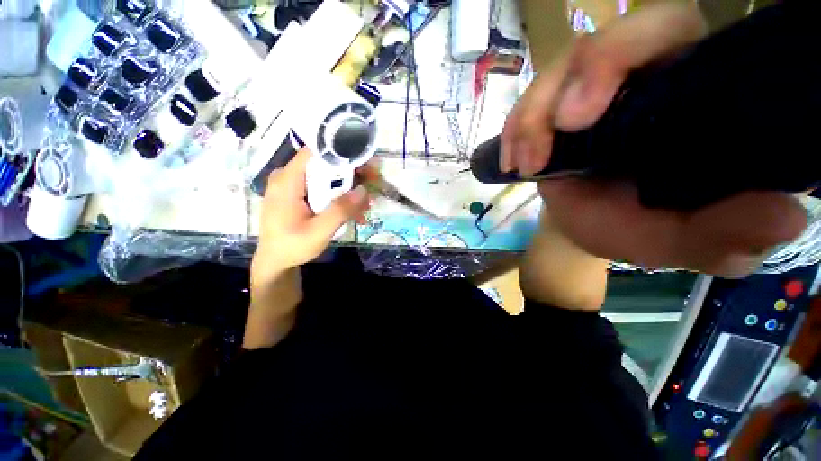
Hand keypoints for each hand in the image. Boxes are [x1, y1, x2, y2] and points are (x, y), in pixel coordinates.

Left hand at [252, 148, 369, 285]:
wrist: (275, 261)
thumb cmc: (292, 247)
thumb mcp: (319, 232)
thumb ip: (340, 210)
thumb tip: (363, 190)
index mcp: (287, 181)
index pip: (314, 153)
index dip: (341, 153)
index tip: (364, 162)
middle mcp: (289, 177)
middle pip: (324, 164)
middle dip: (352, 174)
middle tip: (373, 183)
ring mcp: (294, 186)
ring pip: (327, 177)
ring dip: (350, 189)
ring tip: (366, 206)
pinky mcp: (300, 194)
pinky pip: (323, 189)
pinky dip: (341, 198)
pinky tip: (354, 213)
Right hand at [502, 3, 805, 275]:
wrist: (587, 225)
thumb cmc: (633, 228)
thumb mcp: (679, 240)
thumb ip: (727, 234)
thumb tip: (785, 217)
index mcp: (692, 92)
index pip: (667, 33)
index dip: (621, 54)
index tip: (578, 117)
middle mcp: (645, 76)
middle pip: (603, 40)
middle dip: (564, 84)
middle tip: (544, 141)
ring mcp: (593, 91)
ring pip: (556, 72)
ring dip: (529, 119)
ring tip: (523, 166)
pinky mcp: (557, 108)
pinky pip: (529, 103)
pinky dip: (514, 130)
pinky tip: (510, 161)